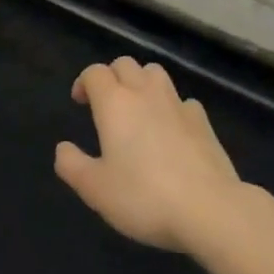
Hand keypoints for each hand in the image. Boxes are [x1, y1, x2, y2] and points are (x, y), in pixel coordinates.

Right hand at [55, 57, 243, 253]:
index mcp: (115, 103)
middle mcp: (145, 94)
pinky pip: (182, 100)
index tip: (80, 102)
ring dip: (141, 82)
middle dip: (112, 76)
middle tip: (106, 104)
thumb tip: (63, 148)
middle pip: (125, 64)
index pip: (95, 72)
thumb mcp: (95, 189)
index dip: (84, 82)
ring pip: (155, 73)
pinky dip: (171, 106)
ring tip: (137, 109)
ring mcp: (178, 104)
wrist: (210, 209)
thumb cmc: (144, 197)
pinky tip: (171, 130)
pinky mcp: (203, 122)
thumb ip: (72, 165)